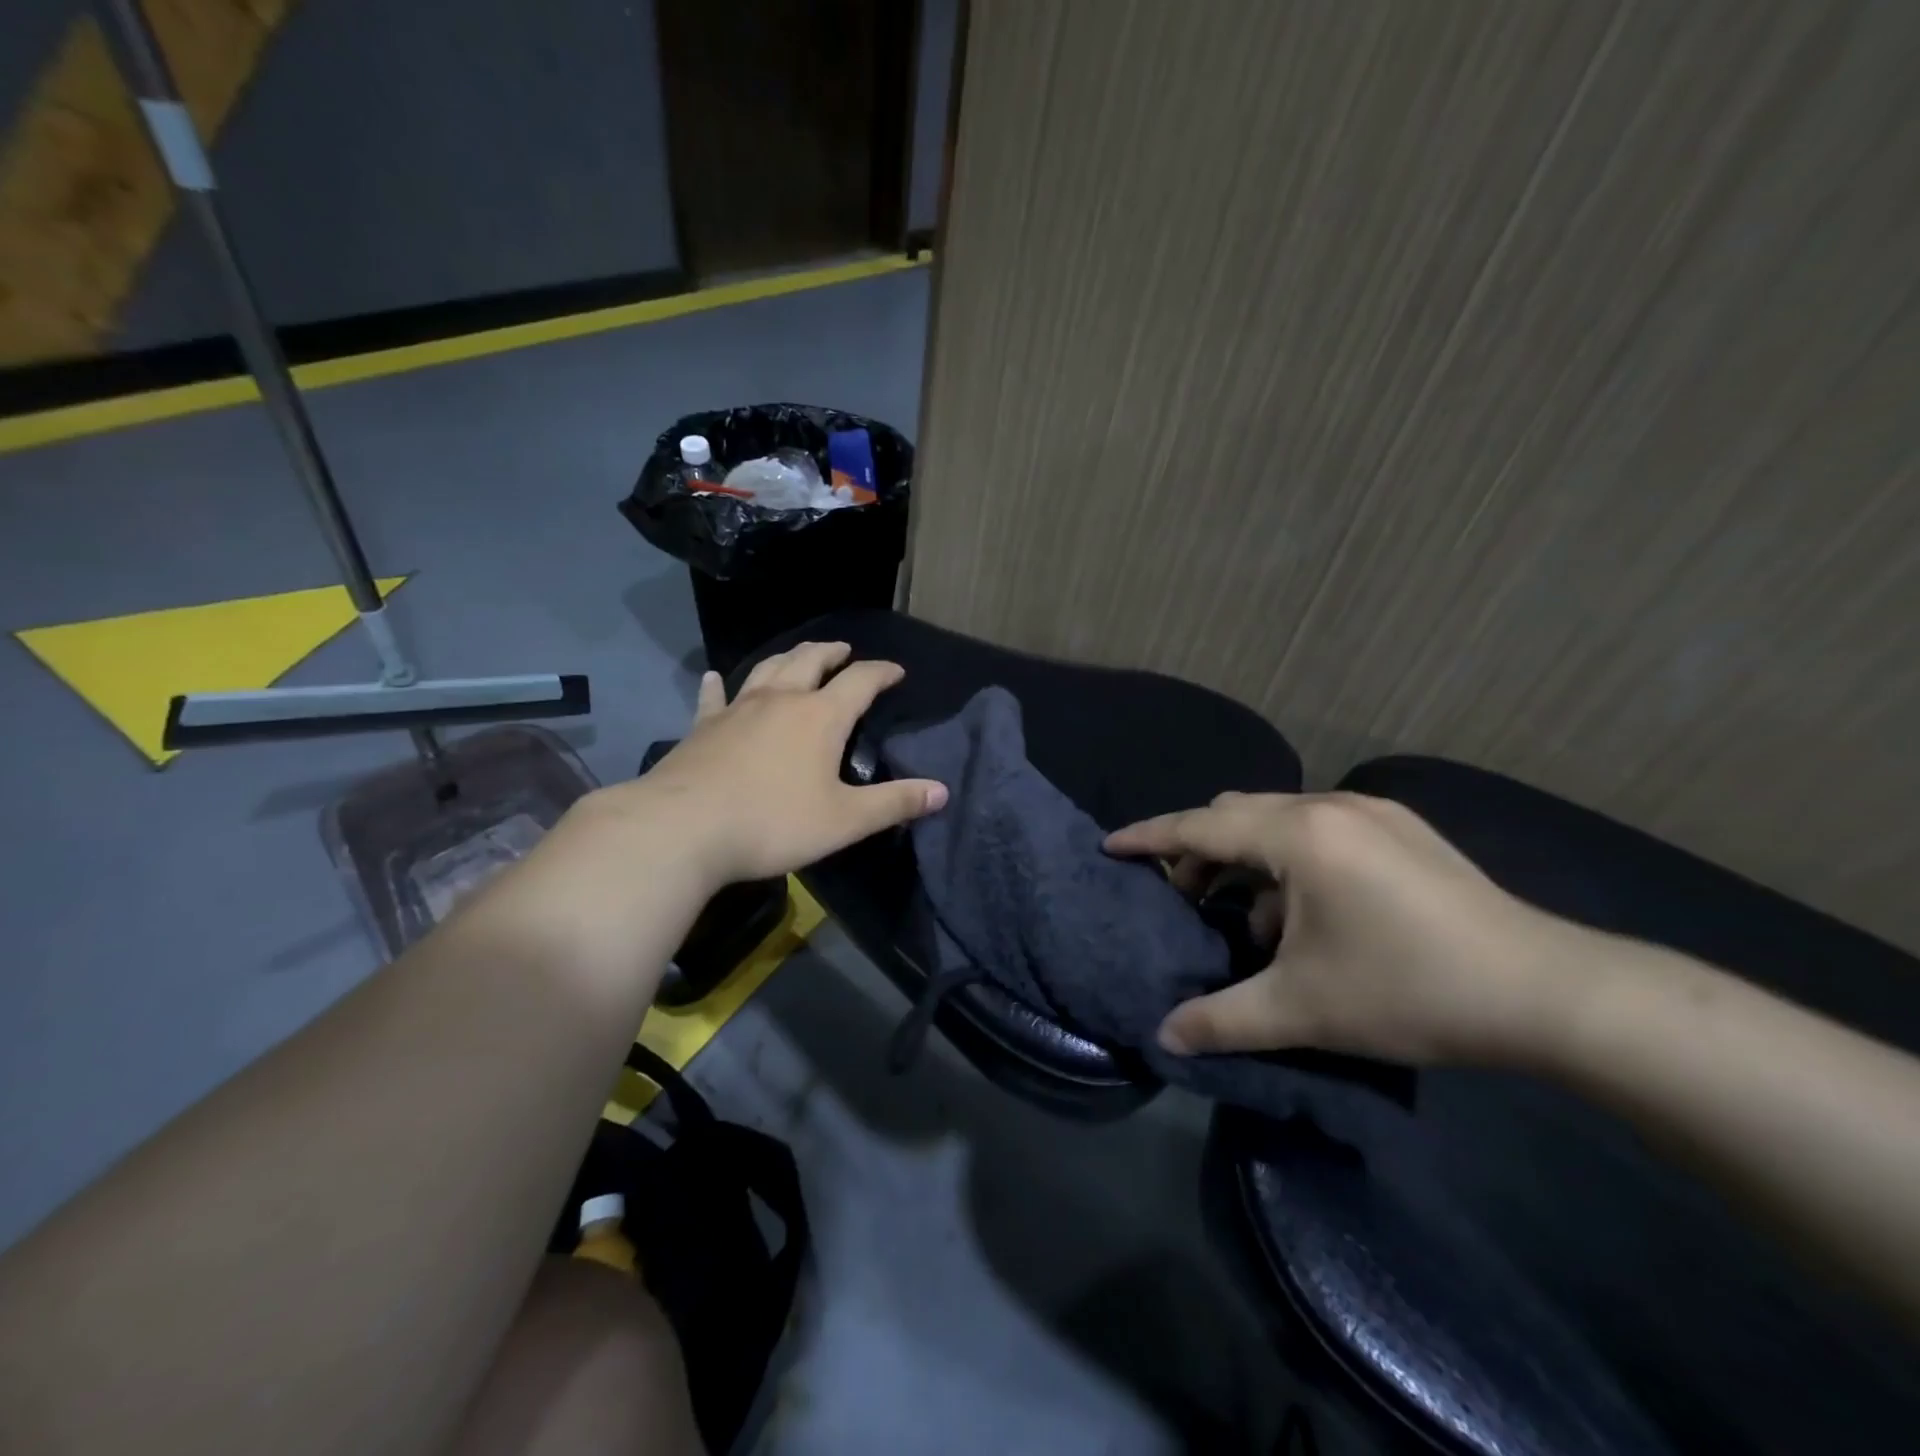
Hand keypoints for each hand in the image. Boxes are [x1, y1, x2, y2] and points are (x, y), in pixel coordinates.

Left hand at [621, 642, 947, 884]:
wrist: (683, 829)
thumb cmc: (773, 823)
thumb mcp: (845, 820)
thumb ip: (895, 803)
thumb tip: (942, 791)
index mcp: (820, 717)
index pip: (861, 681)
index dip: (882, 672)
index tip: (896, 671)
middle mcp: (781, 700)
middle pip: (810, 661)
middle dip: (832, 653)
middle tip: (845, 651)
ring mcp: (737, 709)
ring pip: (767, 669)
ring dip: (788, 658)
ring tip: (799, 656)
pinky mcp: (702, 726)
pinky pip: (714, 697)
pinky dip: (718, 684)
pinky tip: (715, 677)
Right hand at [1104, 791, 1596, 1067]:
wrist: (1549, 992)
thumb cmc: (1410, 989)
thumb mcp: (1303, 1009)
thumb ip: (1222, 1020)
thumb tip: (1164, 1037)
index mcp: (1299, 834)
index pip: (1200, 826)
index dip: (1149, 837)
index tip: (1110, 847)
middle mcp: (1330, 807)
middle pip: (1236, 813)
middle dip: (1198, 851)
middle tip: (1183, 899)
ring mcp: (1372, 814)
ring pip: (1279, 820)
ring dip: (1247, 859)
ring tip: (1248, 918)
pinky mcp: (1402, 831)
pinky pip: (1319, 830)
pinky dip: (1291, 862)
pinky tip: (1308, 917)